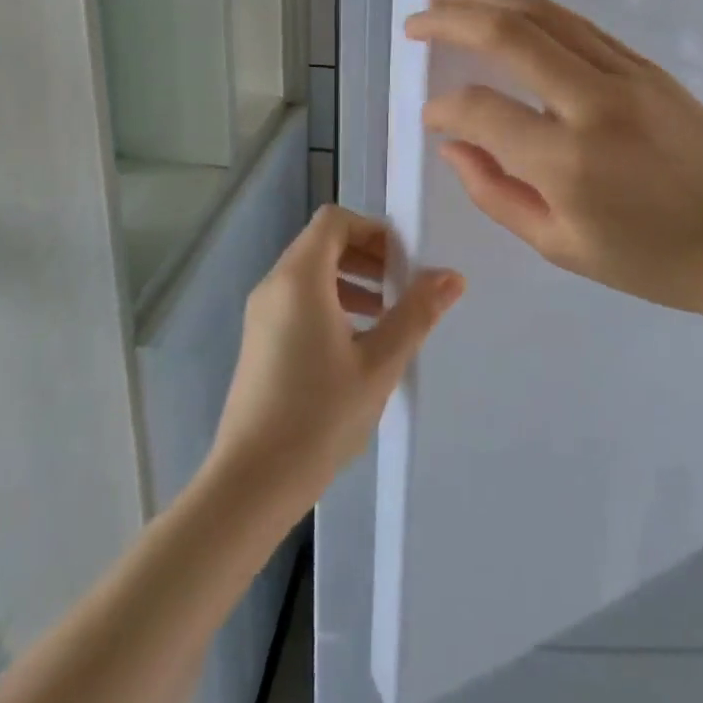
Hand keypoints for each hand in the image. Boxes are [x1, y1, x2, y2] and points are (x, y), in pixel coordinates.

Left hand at [206, 206, 464, 510]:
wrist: (252, 482)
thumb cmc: (320, 416)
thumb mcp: (380, 363)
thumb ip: (416, 313)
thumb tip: (451, 276)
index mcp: (300, 278)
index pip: (334, 221)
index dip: (373, 230)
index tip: (404, 261)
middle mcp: (274, 285)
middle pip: (322, 243)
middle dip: (366, 255)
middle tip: (402, 287)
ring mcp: (261, 314)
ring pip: (310, 273)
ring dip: (351, 280)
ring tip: (386, 316)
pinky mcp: (259, 340)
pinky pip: (298, 300)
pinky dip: (330, 302)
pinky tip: (356, 344)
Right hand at [406, 0, 702, 326]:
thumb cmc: (651, 260)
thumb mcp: (560, 246)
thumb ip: (495, 193)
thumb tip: (453, 145)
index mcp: (567, 161)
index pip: (481, 109)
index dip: (443, 108)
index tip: (430, 116)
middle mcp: (593, 101)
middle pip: (509, 33)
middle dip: (452, 17)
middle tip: (415, 18)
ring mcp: (625, 73)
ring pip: (543, 12)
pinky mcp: (646, 64)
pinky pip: (576, 23)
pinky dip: (532, 6)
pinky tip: (505, 3)